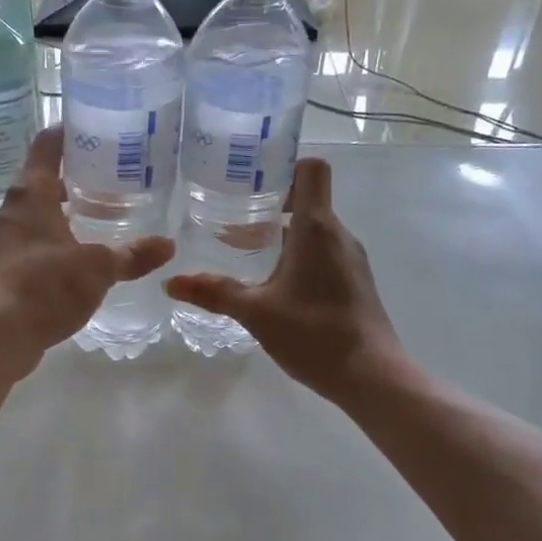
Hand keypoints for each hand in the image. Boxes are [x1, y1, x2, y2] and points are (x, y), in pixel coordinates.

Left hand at [0, 126, 173, 374]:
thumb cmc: (43, 286)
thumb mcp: (97, 268)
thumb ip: (132, 255)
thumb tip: (169, 245)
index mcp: (32, 194)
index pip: (48, 145)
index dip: (69, 131)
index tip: (96, 127)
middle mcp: (14, 212)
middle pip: (44, 181)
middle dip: (77, 179)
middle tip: (115, 178)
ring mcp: (7, 245)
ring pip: (42, 217)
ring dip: (69, 215)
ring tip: (106, 218)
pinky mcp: (7, 275)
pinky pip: (38, 249)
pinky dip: (61, 247)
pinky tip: (85, 262)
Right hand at [162, 158, 402, 402]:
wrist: (370, 375)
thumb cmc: (313, 333)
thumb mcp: (256, 312)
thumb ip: (214, 293)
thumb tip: (171, 283)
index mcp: (316, 228)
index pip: (310, 169)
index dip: (282, 165)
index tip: (249, 181)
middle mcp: (338, 234)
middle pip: (307, 200)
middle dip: (270, 207)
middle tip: (232, 221)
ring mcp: (350, 259)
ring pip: (314, 230)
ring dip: (282, 235)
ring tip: (246, 254)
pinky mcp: (354, 281)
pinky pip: (323, 253)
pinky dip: (298, 257)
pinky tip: (274, 285)